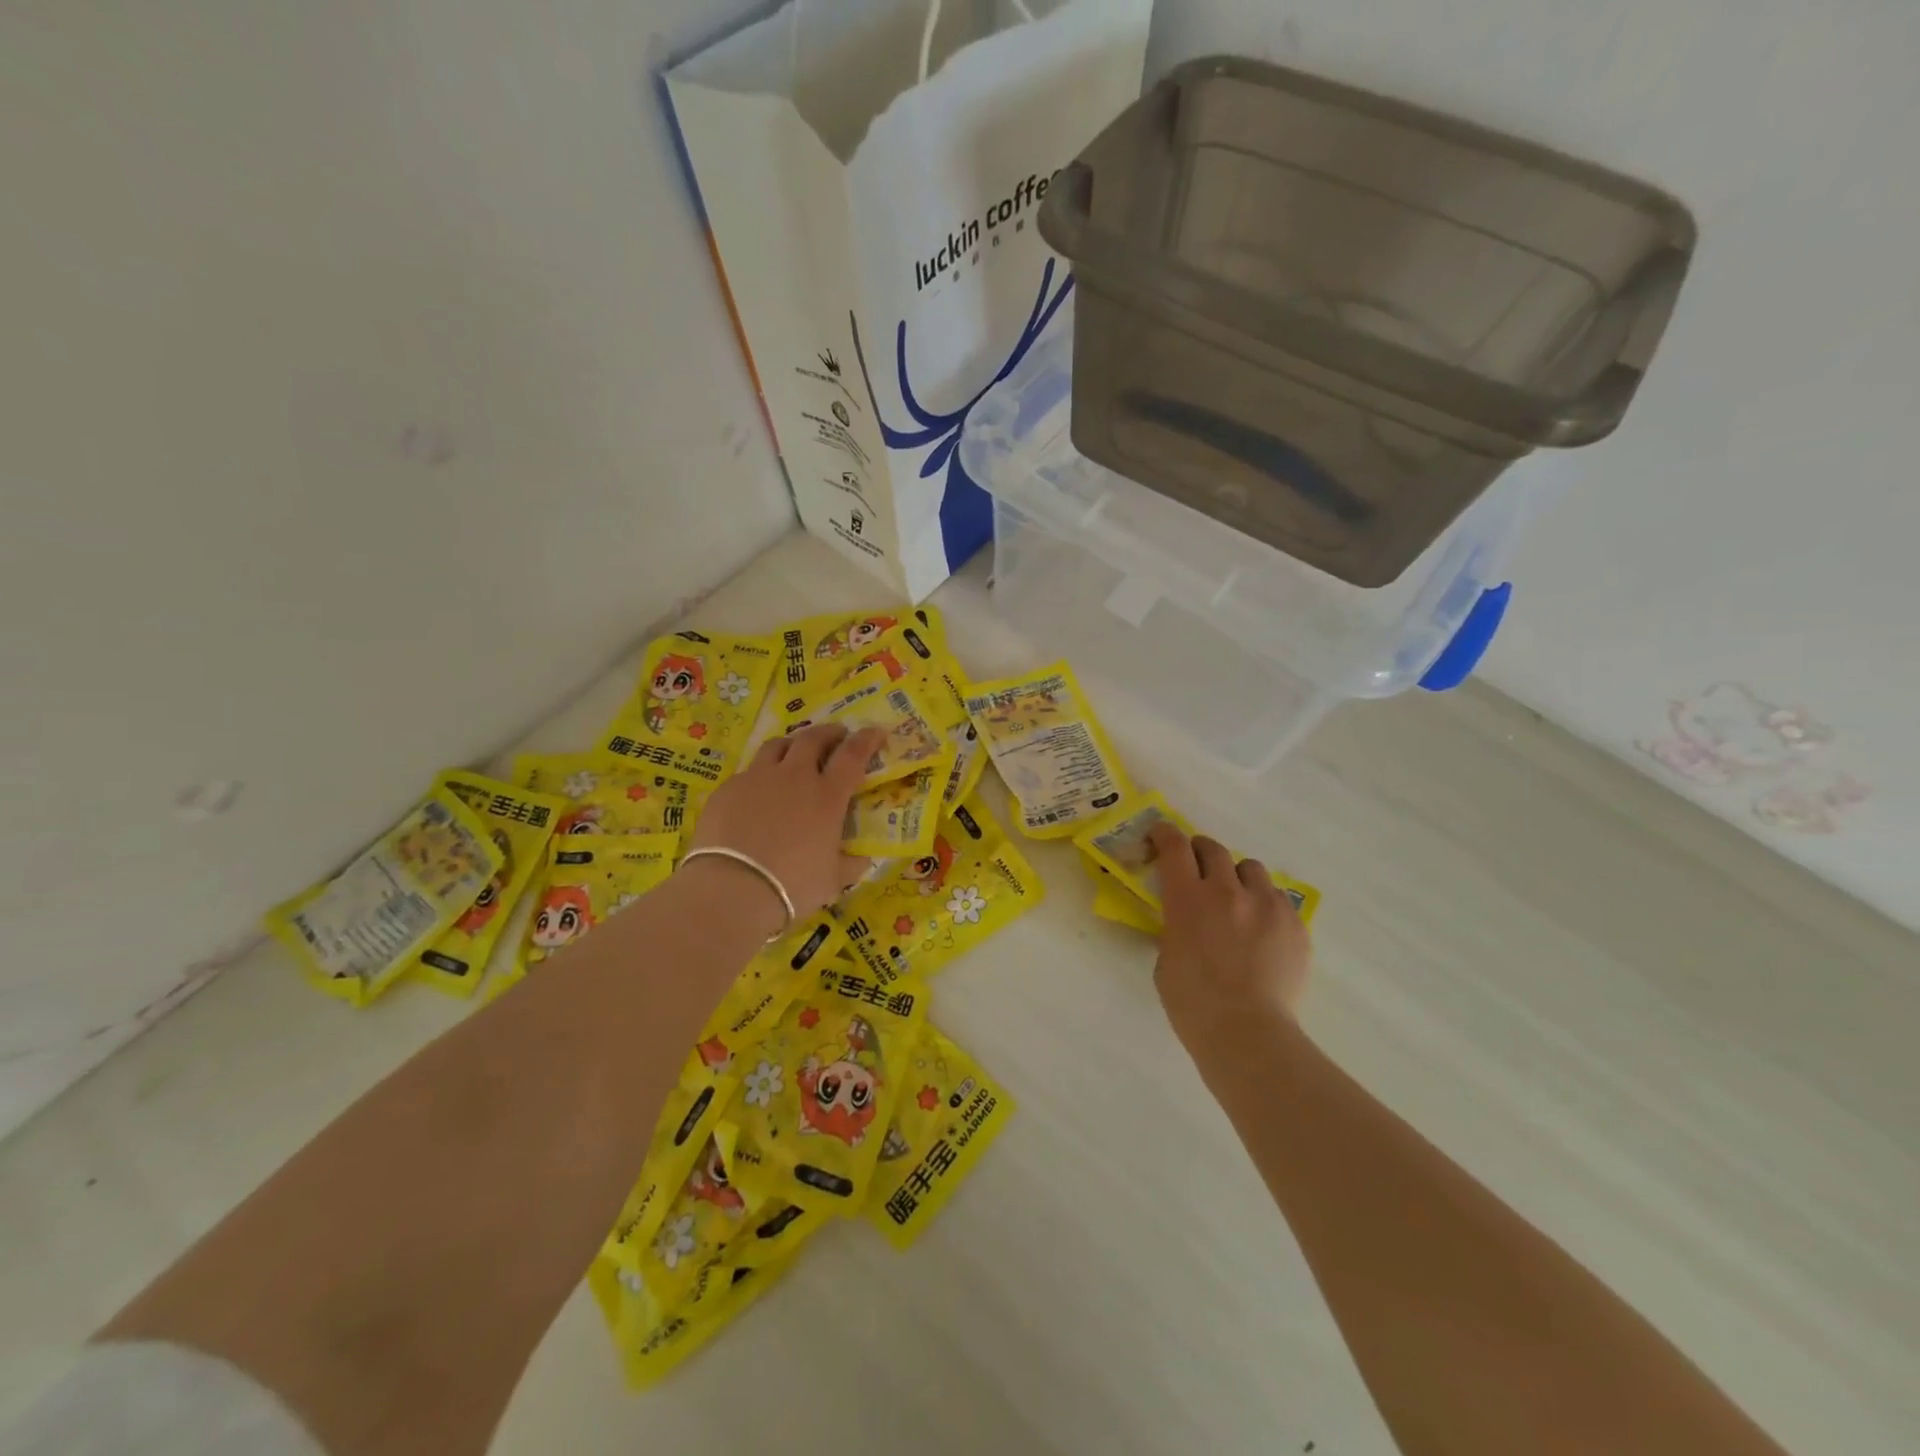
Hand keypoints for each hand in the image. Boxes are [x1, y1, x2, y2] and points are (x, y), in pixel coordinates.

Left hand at [687, 723, 883, 926]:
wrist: (732, 889)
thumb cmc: (793, 886)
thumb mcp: (832, 880)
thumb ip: (850, 864)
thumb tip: (862, 858)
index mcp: (827, 796)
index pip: (853, 755)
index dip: (866, 740)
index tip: (875, 732)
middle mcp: (794, 777)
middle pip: (813, 738)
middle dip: (829, 733)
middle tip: (837, 735)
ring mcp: (758, 779)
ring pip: (777, 745)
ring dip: (793, 743)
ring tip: (796, 751)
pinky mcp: (728, 789)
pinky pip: (749, 772)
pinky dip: (762, 775)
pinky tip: (758, 792)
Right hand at [1149, 823, 1311, 1048]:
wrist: (1248, 1034)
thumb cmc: (1193, 1004)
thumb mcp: (1166, 959)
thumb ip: (1175, 928)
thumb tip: (1185, 921)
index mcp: (1187, 899)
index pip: (1174, 847)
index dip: (1165, 834)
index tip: (1161, 834)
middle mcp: (1227, 891)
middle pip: (1214, 849)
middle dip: (1201, 852)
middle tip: (1197, 867)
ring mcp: (1266, 905)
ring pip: (1251, 868)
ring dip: (1237, 877)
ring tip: (1237, 900)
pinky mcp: (1295, 924)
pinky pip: (1278, 898)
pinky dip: (1265, 904)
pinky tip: (1262, 930)